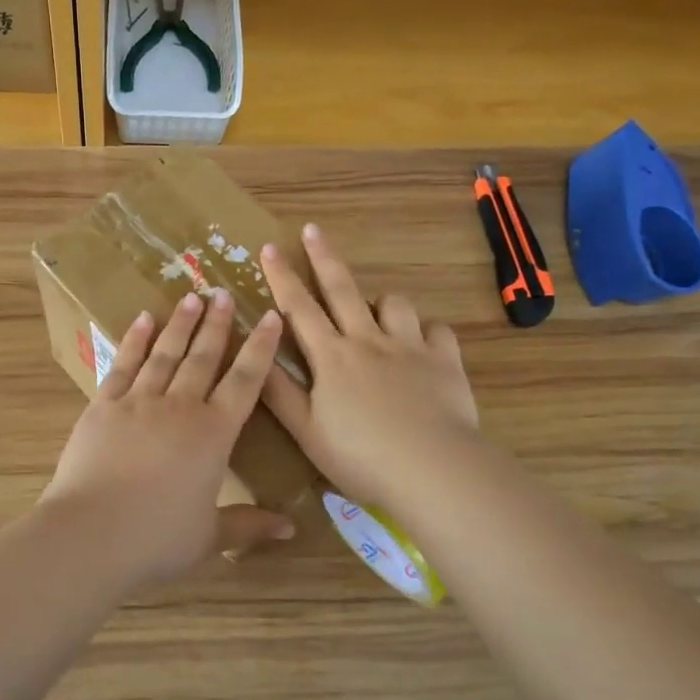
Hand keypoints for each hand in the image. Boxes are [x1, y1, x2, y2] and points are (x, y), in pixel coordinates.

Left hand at [41, 289, 290, 588]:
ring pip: (165, 353)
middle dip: (216, 324)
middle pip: (203, 357)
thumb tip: (292, 527)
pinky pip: (124, 364)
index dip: (260, 348)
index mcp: (213, 434)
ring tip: (190, 298)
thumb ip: (249, 525)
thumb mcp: (210, 536)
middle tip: (223, 293)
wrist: (91, 533)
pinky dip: (135, 340)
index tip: (269, 317)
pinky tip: (142, 320)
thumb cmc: (157, 538)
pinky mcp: (103, 406)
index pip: (245, 381)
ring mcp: (138, 401)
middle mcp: (180, 407)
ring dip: (180, 324)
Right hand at [260, 223, 481, 511]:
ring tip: (377, 311)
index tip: (269, 248)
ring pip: (394, 304)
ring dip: (381, 301)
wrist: (432, 469)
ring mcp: (409, 347)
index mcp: (331, 356)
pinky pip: (436, 330)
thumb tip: (255, 352)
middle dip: (324, 257)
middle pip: (343, 289)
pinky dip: (426, 332)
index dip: (282, 276)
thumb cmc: (360, 456)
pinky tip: (423, 345)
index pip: (298, 307)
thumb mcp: (306, 430)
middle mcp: (367, 340)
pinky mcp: (444, 360)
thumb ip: (278, 390)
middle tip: (313, 230)